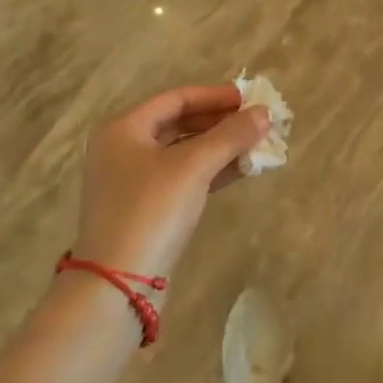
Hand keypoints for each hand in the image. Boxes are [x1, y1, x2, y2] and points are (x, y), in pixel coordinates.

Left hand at [71, 84, 270, 279]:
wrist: (118, 285)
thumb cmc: (151, 210)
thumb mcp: (194, 166)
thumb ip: (231, 135)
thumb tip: (264, 112)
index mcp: (124, 129)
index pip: (176, 98)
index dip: (215, 96)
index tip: (249, 99)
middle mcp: (123, 149)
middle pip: (179, 123)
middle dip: (220, 122)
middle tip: (256, 122)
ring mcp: (132, 182)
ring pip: (183, 152)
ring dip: (219, 147)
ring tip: (256, 144)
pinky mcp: (144, 210)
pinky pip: (183, 177)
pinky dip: (210, 171)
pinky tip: (241, 170)